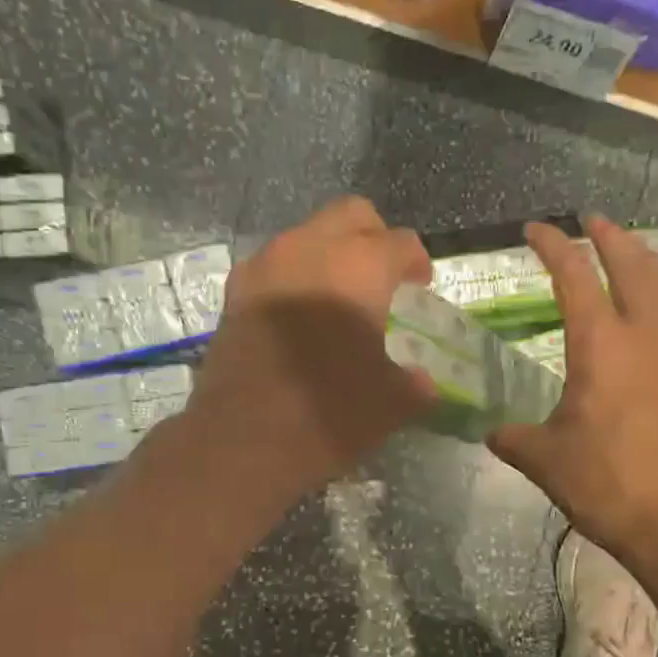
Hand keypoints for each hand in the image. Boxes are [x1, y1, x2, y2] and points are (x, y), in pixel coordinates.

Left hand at [185, 197, 434, 506]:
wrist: (242, 441)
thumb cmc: (330, 414)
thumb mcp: (393, 404)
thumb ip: (416, 383)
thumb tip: (422, 381)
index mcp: (360, 266)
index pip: (402, 243)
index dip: (418, 263)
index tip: (420, 288)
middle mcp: (310, 249)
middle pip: (352, 215)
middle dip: (374, 239)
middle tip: (383, 278)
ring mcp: (265, 266)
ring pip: (307, 235)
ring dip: (330, 255)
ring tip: (339, 298)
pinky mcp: (235, 292)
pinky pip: (274, 264)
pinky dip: (294, 277)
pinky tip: (300, 317)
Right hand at [489, 216, 657, 566]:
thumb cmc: (610, 483)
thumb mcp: (546, 461)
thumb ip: (514, 438)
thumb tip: (492, 433)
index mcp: (602, 343)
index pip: (574, 275)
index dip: (553, 246)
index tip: (536, 229)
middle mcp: (649, 330)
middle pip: (633, 261)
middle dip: (610, 234)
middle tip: (592, 221)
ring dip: (644, 260)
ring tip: (629, 254)